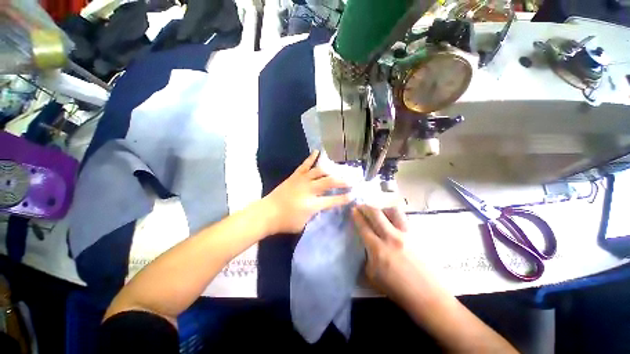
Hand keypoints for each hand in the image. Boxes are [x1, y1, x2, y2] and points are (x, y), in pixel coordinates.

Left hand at [262, 151, 351, 234]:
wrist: (267, 213)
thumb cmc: (285, 222)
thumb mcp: (304, 224)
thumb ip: (315, 214)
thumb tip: (323, 206)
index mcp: (312, 204)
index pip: (333, 200)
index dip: (345, 197)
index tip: (354, 194)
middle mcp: (309, 189)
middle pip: (330, 182)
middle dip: (343, 180)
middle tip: (353, 179)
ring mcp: (302, 180)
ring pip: (320, 171)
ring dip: (331, 170)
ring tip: (340, 169)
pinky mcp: (295, 176)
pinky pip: (305, 165)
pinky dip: (312, 157)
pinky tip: (318, 151)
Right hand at [352, 204, 427, 302]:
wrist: (427, 296)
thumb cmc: (397, 290)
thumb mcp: (372, 276)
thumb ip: (366, 257)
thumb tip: (364, 244)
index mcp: (378, 249)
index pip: (364, 226)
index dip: (356, 216)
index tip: (352, 210)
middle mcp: (391, 237)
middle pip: (375, 214)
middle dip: (365, 207)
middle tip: (360, 206)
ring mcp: (406, 235)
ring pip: (392, 211)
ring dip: (382, 209)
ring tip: (378, 213)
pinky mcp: (417, 235)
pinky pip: (403, 218)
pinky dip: (394, 216)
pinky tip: (392, 222)